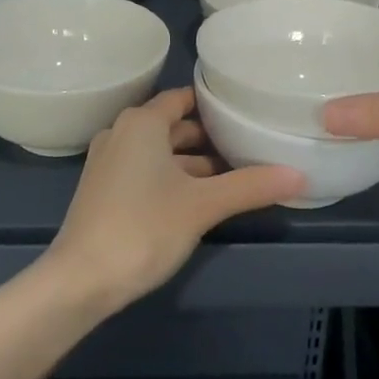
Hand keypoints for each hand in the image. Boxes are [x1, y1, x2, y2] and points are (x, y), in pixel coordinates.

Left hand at [44, 88, 304, 309]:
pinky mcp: (104, 190)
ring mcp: (109, 162)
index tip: (245, 110)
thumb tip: (298, 174)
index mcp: (142, 122)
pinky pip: (145, 170)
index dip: (215, 104)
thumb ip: (250, 186)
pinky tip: (199, 199)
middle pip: (174, 126)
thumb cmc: (143, 228)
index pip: (184, 98)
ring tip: (233, 176)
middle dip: (209, 138)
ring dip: (192, 162)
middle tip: (248, 146)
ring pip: (160, 151)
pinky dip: (172, 177)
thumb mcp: (203, 206)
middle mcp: (122, 132)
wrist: (79, 280)